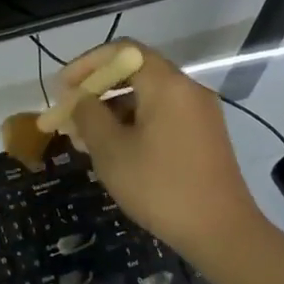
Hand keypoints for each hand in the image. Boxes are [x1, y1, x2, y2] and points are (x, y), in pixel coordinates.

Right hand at [58, 42, 270, 267]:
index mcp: (166, 84)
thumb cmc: (160, 187)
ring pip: (148, 97)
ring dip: (113, 110)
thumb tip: (80, 99)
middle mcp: (187, 89)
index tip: (63, 88)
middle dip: (97, 90)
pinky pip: (163, 115)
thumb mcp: (111, 151)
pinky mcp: (204, 135)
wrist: (221, 231)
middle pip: (135, 72)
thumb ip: (89, 116)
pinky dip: (135, 123)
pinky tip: (115, 151)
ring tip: (85, 139)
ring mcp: (200, 112)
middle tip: (70, 114)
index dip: (87, 64)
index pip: (122, 51)